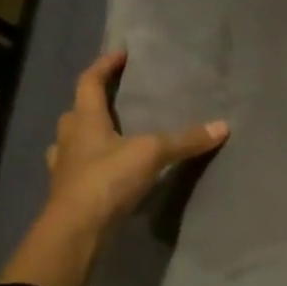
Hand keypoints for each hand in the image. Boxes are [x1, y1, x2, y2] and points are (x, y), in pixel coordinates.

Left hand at [2, 52, 227, 285]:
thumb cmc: (107, 180)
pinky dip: (89, 168)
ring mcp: (63, 169)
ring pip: (71, 143)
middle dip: (92, 103)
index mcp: (85, 120)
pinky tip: (103, 174)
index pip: (89, 82)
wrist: (76, 231)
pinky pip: (76, 171)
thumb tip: (223, 126)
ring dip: (85, 136)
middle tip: (115, 100)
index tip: (120, 54)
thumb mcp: (151, 154)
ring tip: (107, 137)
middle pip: (76, 112)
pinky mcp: (66, 195)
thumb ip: (185, 140)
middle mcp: (69, 140)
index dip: (104, 66)